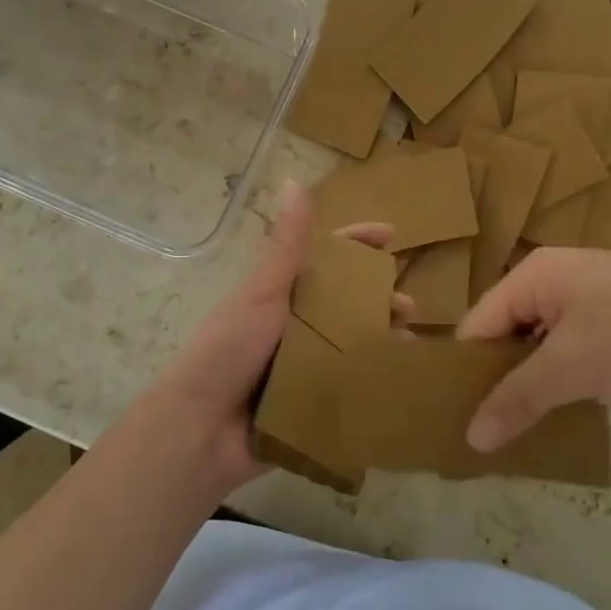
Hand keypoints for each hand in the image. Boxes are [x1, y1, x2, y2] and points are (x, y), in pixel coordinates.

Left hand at [133, 182, 401, 496]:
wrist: (200, 429)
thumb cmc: (228, 349)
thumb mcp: (261, 292)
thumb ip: (286, 245)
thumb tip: (295, 181)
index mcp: (281, 293)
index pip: (325, 257)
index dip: (357, 242)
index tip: (392, 236)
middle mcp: (294, 325)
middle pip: (346, 302)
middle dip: (379, 299)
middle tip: (410, 308)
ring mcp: (302, 365)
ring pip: (351, 343)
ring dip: (381, 340)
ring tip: (410, 347)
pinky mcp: (308, 403)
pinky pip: (346, 386)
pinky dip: (371, 380)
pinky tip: (399, 382)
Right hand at [454, 247, 610, 452]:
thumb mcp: (571, 370)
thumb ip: (516, 400)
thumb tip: (471, 439)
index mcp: (534, 274)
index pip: (478, 324)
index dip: (467, 371)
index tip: (459, 418)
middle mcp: (558, 274)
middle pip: (510, 330)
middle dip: (503, 378)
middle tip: (495, 429)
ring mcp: (596, 290)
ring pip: (547, 339)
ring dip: (538, 379)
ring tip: (529, 426)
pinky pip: (580, 342)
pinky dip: (572, 373)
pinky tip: (576, 408)